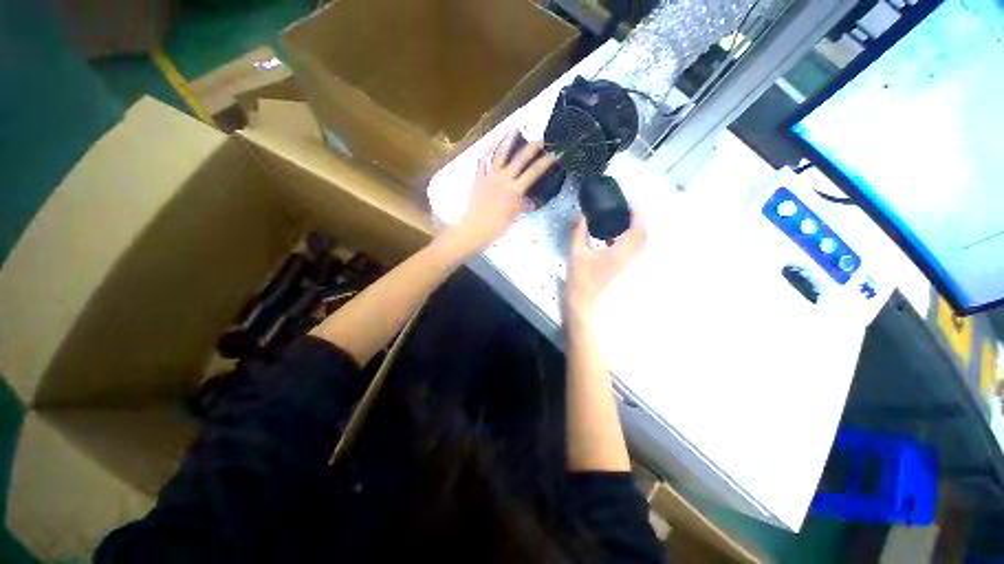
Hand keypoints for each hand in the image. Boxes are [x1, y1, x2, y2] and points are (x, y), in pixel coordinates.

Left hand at [447, 131, 555, 252]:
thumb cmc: (497, 226)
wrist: (475, 227)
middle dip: (532, 148)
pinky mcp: (478, 178)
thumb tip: (531, 201)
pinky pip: (482, 162)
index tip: (555, 154)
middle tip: (541, 138)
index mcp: (515, 190)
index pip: (533, 173)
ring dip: (508, 141)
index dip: (546, 163)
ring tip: (514, 128)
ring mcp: (490, 176)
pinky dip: (486, 151)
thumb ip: (523, 205)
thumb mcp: (514, 216)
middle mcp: (503, 179)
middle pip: (520, 160)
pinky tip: (490, 142)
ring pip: (500, 155)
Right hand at [567, 214, 645, 319]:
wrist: (583, 299)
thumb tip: (582, 217)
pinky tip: (614, 235)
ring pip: (638, 244)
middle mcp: (627, 257)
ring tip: (623, 219)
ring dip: (636, 230)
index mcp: (619, 252)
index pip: (636, 230)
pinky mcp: (621, 267)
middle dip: (639, 221)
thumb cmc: (580, 277)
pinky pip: (631, 249)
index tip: (631, 204)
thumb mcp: (576, 252)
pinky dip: (629, 239)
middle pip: (642, 236)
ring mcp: (626, 264)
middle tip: (629, 210)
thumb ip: (579, 233)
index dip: (637, 216)